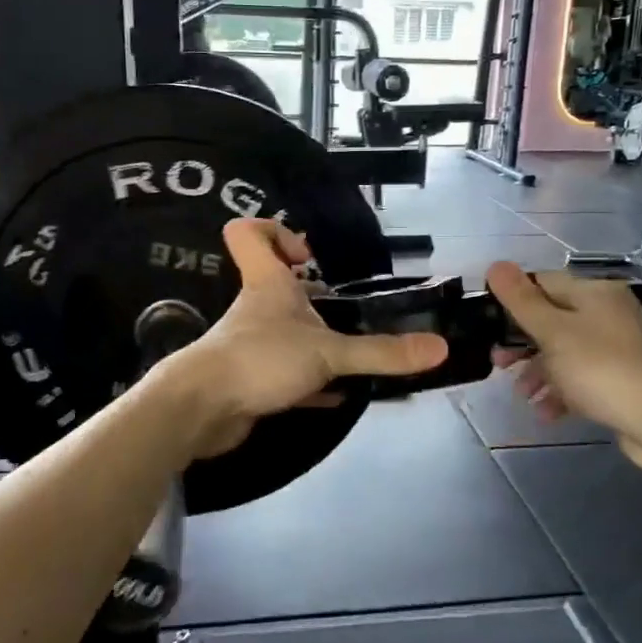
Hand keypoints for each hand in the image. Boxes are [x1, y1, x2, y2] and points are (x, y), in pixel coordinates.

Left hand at [160, 219, 447, 459]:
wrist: (202, 411)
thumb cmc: (260, 359)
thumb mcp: (328, 352)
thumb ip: (381, 353)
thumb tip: (439, 348)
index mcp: (267, 284)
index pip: (248, 233)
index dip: (274, 231)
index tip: (309, 255)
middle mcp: (257, 309)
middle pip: (276, 285)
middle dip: (312, 297)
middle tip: (347, 311)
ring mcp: (252, 345)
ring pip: (285, 333)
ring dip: (315, 341)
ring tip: (354, 354)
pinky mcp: (251, 380)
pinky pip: (286, 374)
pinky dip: (311, 382)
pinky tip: (337, 395)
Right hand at [485, 263, 641, 472]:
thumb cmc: (598, 366)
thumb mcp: (551, 330)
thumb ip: (520, 299)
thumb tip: (495, 265)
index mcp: (594, 293)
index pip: (544, 282)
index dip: (513, 299)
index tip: (489, 324)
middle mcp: (608, 314)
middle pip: (553, 320)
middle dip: (522, 343)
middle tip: (499, 363)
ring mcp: (618, 348)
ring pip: (565, 353)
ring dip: (539, 372)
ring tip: (523, 394)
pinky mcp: (622, 380)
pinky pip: (582, 379)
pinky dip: (561, 392)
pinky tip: (547, 412)